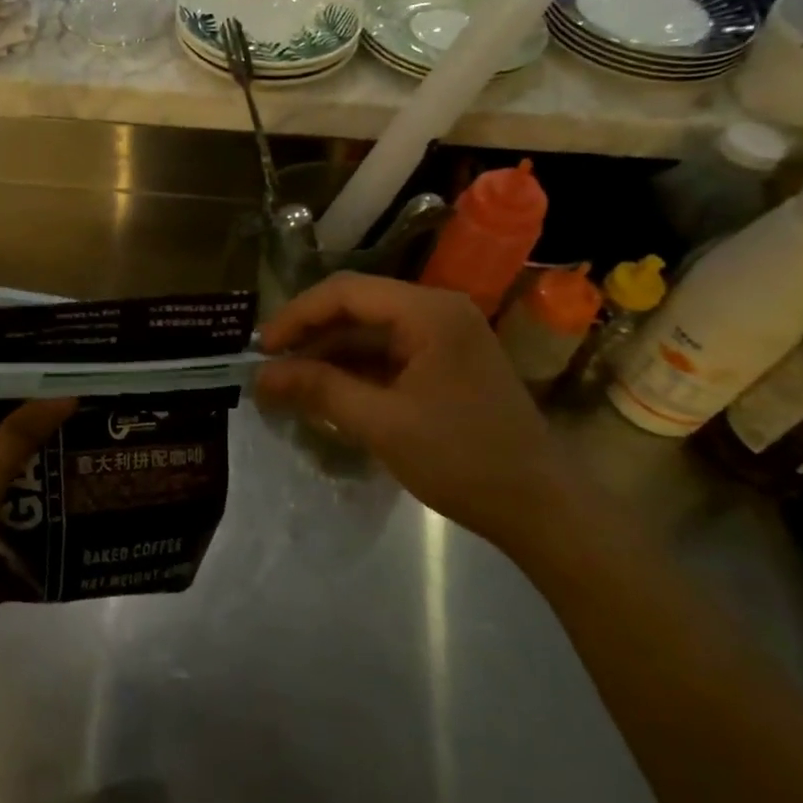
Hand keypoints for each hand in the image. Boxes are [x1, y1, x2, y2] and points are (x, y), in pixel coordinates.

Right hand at [256, 272, 573, 553]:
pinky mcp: (446, 364)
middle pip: (356, 307)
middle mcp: (437, 312)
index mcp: (429, 312)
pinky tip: (326, 393)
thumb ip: (318, 390)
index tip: (261, 348)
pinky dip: (354, 371)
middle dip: (309, 335)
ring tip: (288, 383)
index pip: (345, 292)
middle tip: (268, 366)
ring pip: (369, 332)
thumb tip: (260, 376)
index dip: (296, 315)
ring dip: (328, 355)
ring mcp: (445, 337)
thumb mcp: (381, 423)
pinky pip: (388, 355)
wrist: (542, 509)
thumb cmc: (462, 459)